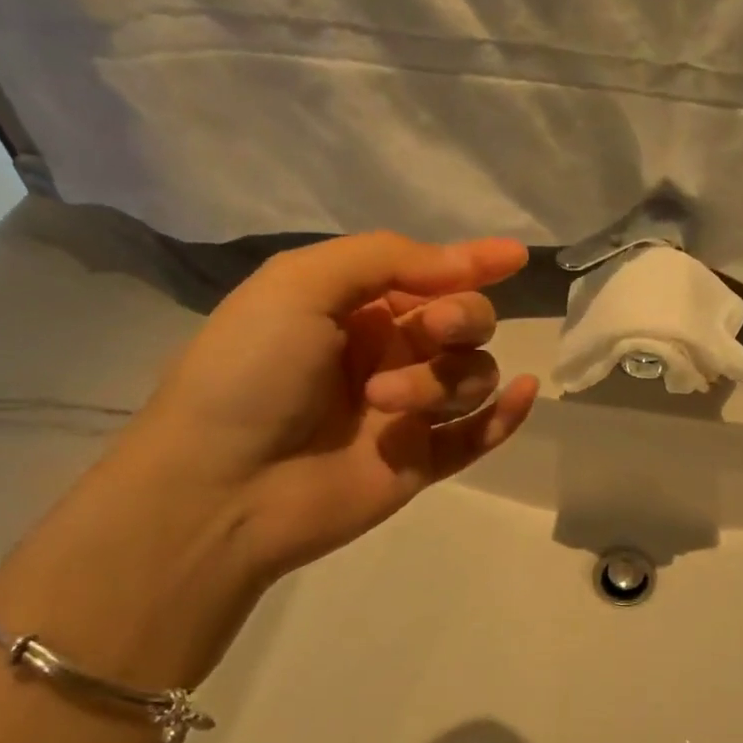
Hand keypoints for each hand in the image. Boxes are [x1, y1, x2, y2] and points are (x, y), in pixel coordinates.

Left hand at [0, 233, 538, 682]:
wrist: (220, 487)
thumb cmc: (250, 372)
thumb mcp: (300, 285)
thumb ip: (386, 259)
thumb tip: (466, 262)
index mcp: (354, 308)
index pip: (429, 275)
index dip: (472, 262)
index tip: (514, 255)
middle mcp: (386, 353)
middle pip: (464, 323)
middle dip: (461, 317)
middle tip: (433, 330)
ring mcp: (406, 410)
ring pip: (470, 376)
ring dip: (443, 380)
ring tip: (385, 401)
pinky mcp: (419, 460)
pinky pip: (479, 434)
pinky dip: (507, 414)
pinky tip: (523, 393)